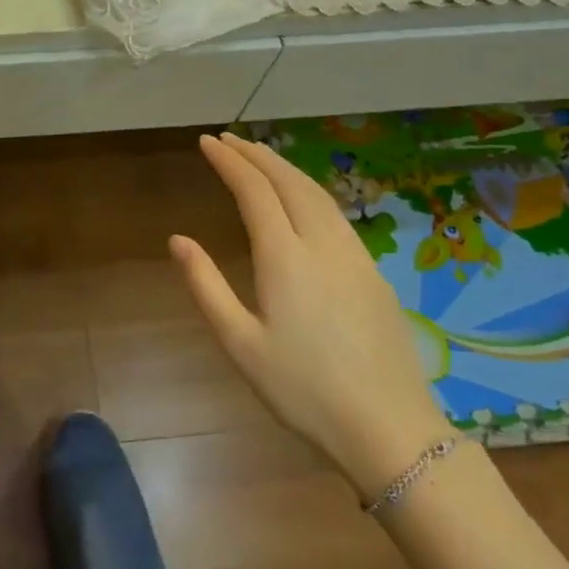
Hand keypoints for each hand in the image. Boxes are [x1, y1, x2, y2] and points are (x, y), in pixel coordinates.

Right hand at [172, 134, 452, 497]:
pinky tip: (303, 199)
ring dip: (285, 167)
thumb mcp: (240, 343)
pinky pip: (336, 214)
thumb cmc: (303, 390)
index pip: (254, 191)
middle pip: (289, 182)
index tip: (207, 142)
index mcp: (285, 257)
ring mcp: (354, 256)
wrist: (390, 429)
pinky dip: (310, 190)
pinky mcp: (373, 273)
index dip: (229, 162)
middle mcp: (322, 244)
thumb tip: (178, 240)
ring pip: (318, 193)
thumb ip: (206, 286)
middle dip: (257, 154)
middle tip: (229, 139)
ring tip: (261, 157)